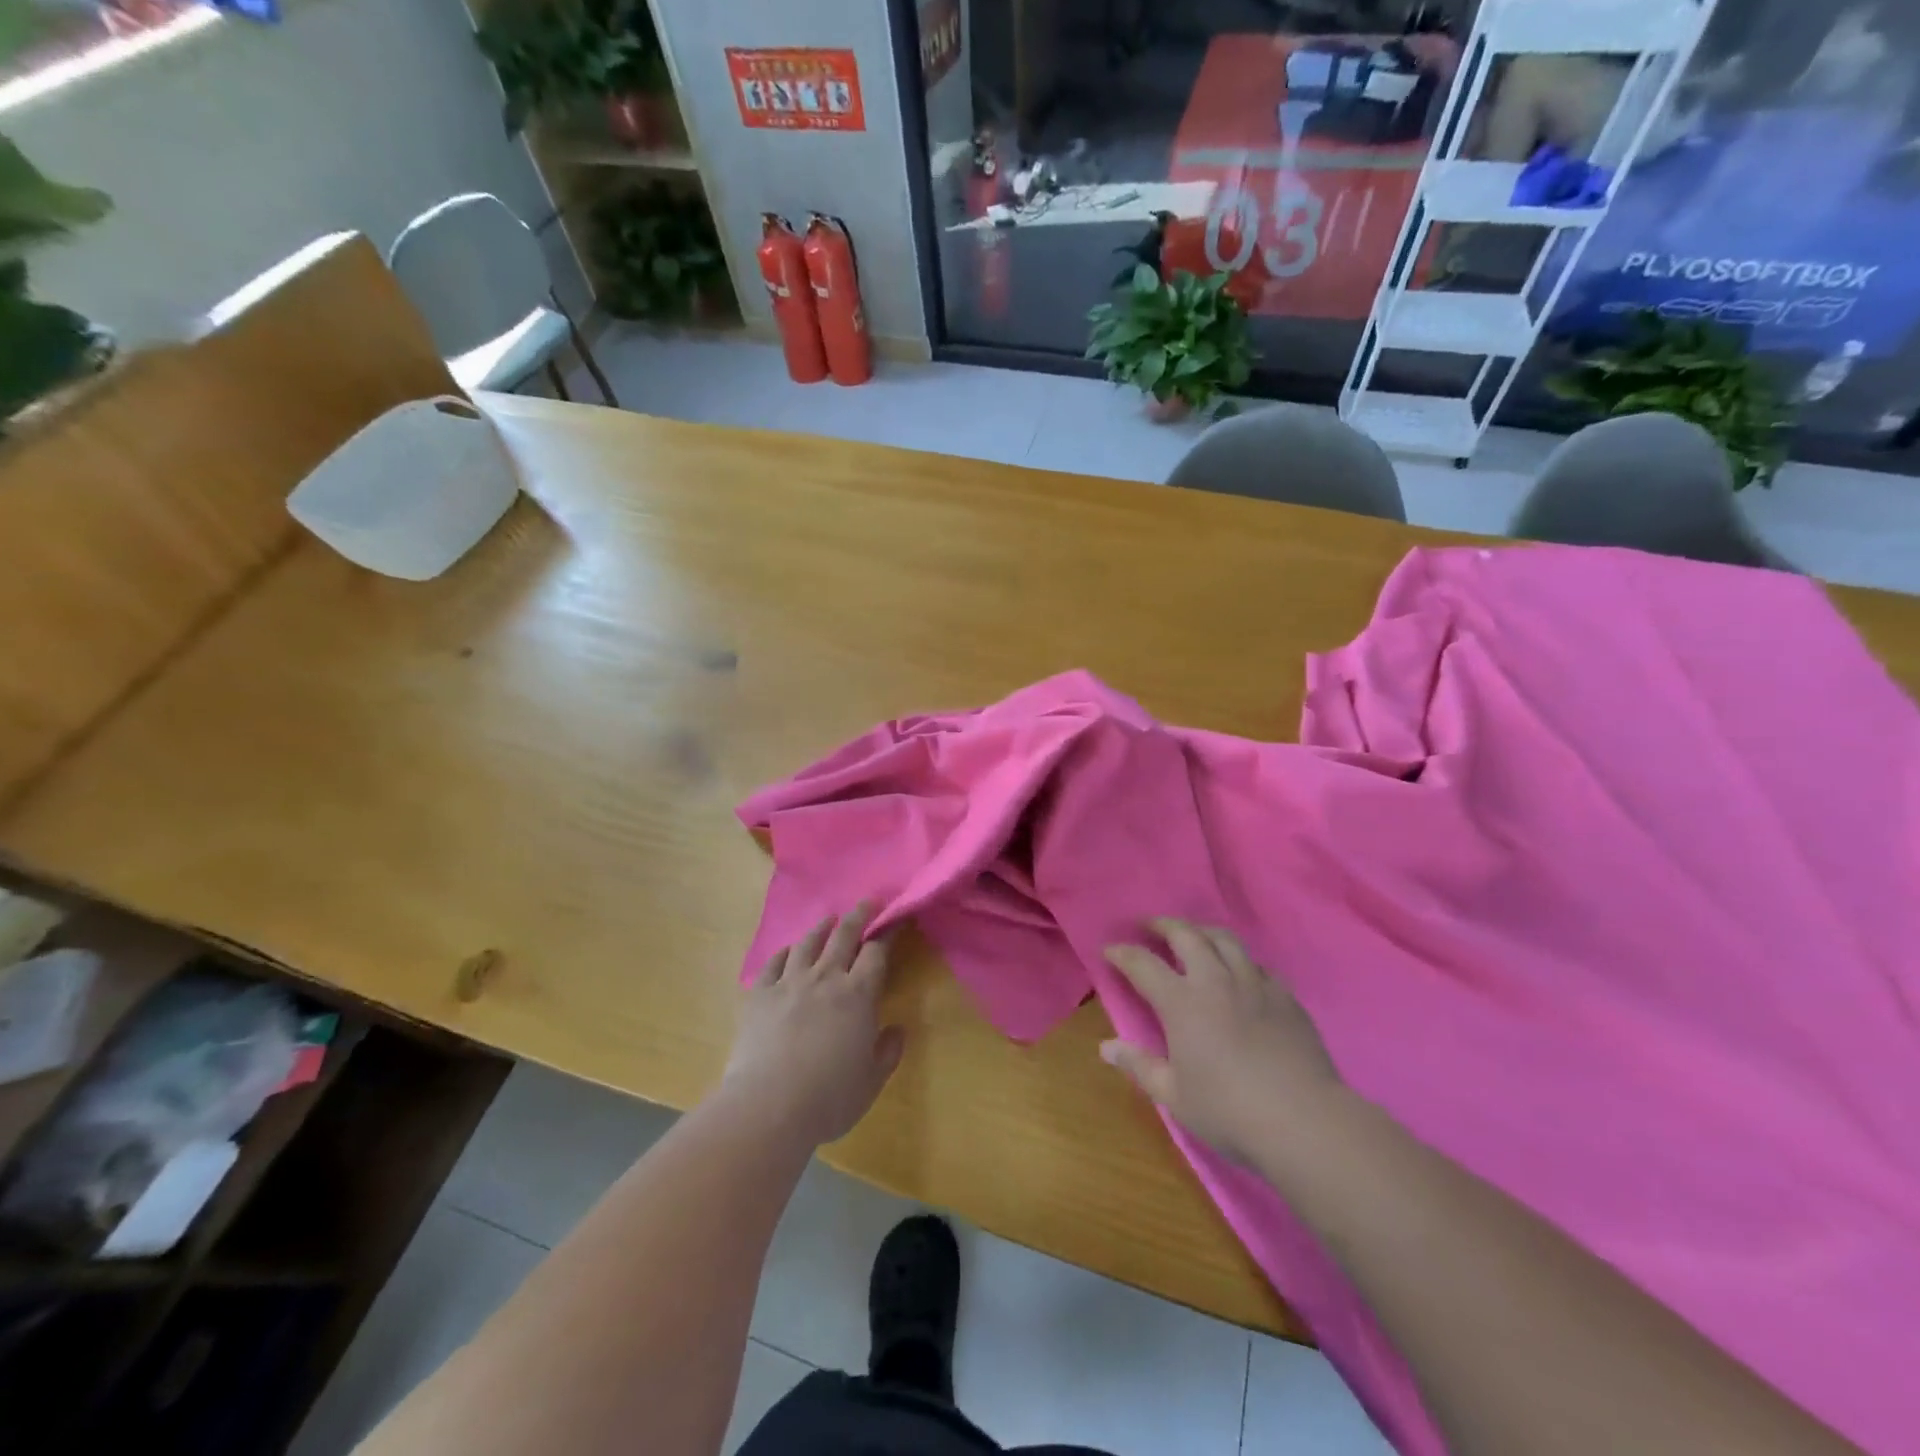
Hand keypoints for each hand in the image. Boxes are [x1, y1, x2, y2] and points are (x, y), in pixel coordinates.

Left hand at [722, 903, 904, 1147]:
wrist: (768, 1107)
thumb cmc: (829, 1098)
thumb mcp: (871, 1081)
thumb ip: (887, 1052)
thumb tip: (896, 1029)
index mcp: (858, 995)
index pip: (876, 953)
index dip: (887, 933)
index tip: (895, 920)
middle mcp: (825, 979)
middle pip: (844, 936)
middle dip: (858, 915)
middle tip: (867, 901)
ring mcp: (789, 983)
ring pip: (807, 944)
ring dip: (821, 928)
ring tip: (829, 919)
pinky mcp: (759, 996)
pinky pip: (773, 964)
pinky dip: (784, 953)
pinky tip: (788, 951)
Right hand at [1102, 920, 1343, 1164]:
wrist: (1304, 1121)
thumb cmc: (1229, 1111)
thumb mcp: (1174, 1095)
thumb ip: (1139, 1065)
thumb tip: (1107, 1047)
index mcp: (1182, 1002)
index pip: (1143, 963)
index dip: (1122, 953)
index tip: (1109, 950)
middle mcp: (1215, 981)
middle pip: (1186, 935)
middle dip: (1163, 925)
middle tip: (1150, 926)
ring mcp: (1254, 984)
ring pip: (1225, 939)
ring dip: (1202, 931)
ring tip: (1193, 935)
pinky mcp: (1285, 996)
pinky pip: (1257, 964)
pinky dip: (1239, 959)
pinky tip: (1239, 972)